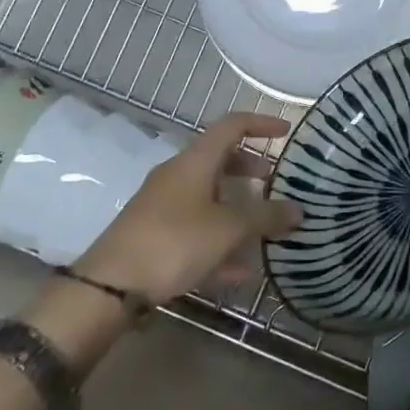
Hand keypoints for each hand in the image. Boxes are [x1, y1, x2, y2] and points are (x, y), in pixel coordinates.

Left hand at [74, 112, 301, 305]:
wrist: (110, 285)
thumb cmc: (174, 241)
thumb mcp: (227, 229)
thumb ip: (266, 217)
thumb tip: (299, 210)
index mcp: (195, 160)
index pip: (232, 125)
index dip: (260, 124)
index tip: (286, 132)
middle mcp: (177, 174)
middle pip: (219, 160)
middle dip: (249, 169)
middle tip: (273, 182)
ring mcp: (162, 204)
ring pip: (208, 196)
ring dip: (236, 208)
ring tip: (262, 229)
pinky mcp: (154, 234)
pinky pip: (195, 228)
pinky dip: (219, 240)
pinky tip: (239, 271)